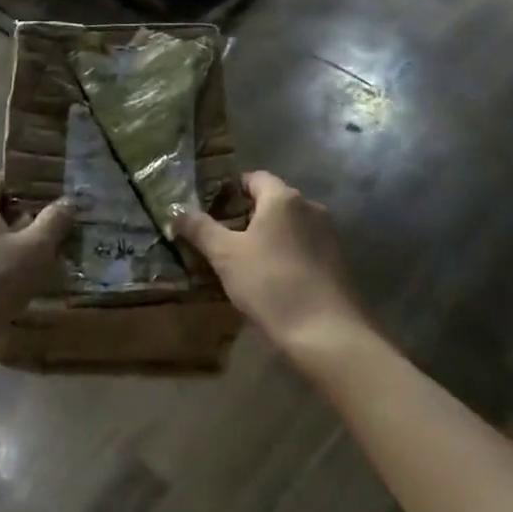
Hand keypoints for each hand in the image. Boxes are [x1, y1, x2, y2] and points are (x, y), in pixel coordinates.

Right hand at [172, 171, 365, 358]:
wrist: (327, 334)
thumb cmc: (271, 284)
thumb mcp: (226, 256)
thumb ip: (200, 229)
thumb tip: (175, 210)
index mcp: (283, 198)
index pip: (253, 178)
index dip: (230, 190)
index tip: (210, 209)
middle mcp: (310, 207)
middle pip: (272, 202)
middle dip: (246, 216)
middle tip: (221, 238)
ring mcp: (328, 235)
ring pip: (289, 227)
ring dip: (268, 238)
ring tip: (243, 262)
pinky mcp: (337, 262)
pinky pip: (303, 248)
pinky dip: (286, 255)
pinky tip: (271, 280)